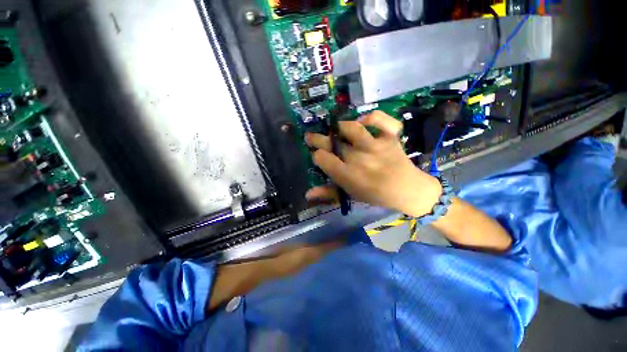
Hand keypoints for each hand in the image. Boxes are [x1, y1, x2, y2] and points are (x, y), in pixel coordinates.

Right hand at [305, 111, 441, 217]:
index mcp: (348, 175)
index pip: (323, 158)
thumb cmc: (375, 194)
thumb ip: (328, 193)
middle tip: (311, 137)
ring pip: (353, 128)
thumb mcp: (350, 195)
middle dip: (317, 138)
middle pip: (332, 143)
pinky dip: (372, 116)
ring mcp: (376, 145)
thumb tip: (307, 194)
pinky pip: (381, 120)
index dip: (317, 155)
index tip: (318, 156)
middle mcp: (359, 158)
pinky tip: (364, 121)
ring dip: (340, 127)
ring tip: (335, 129)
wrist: (407, 190)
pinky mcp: (390, 137)